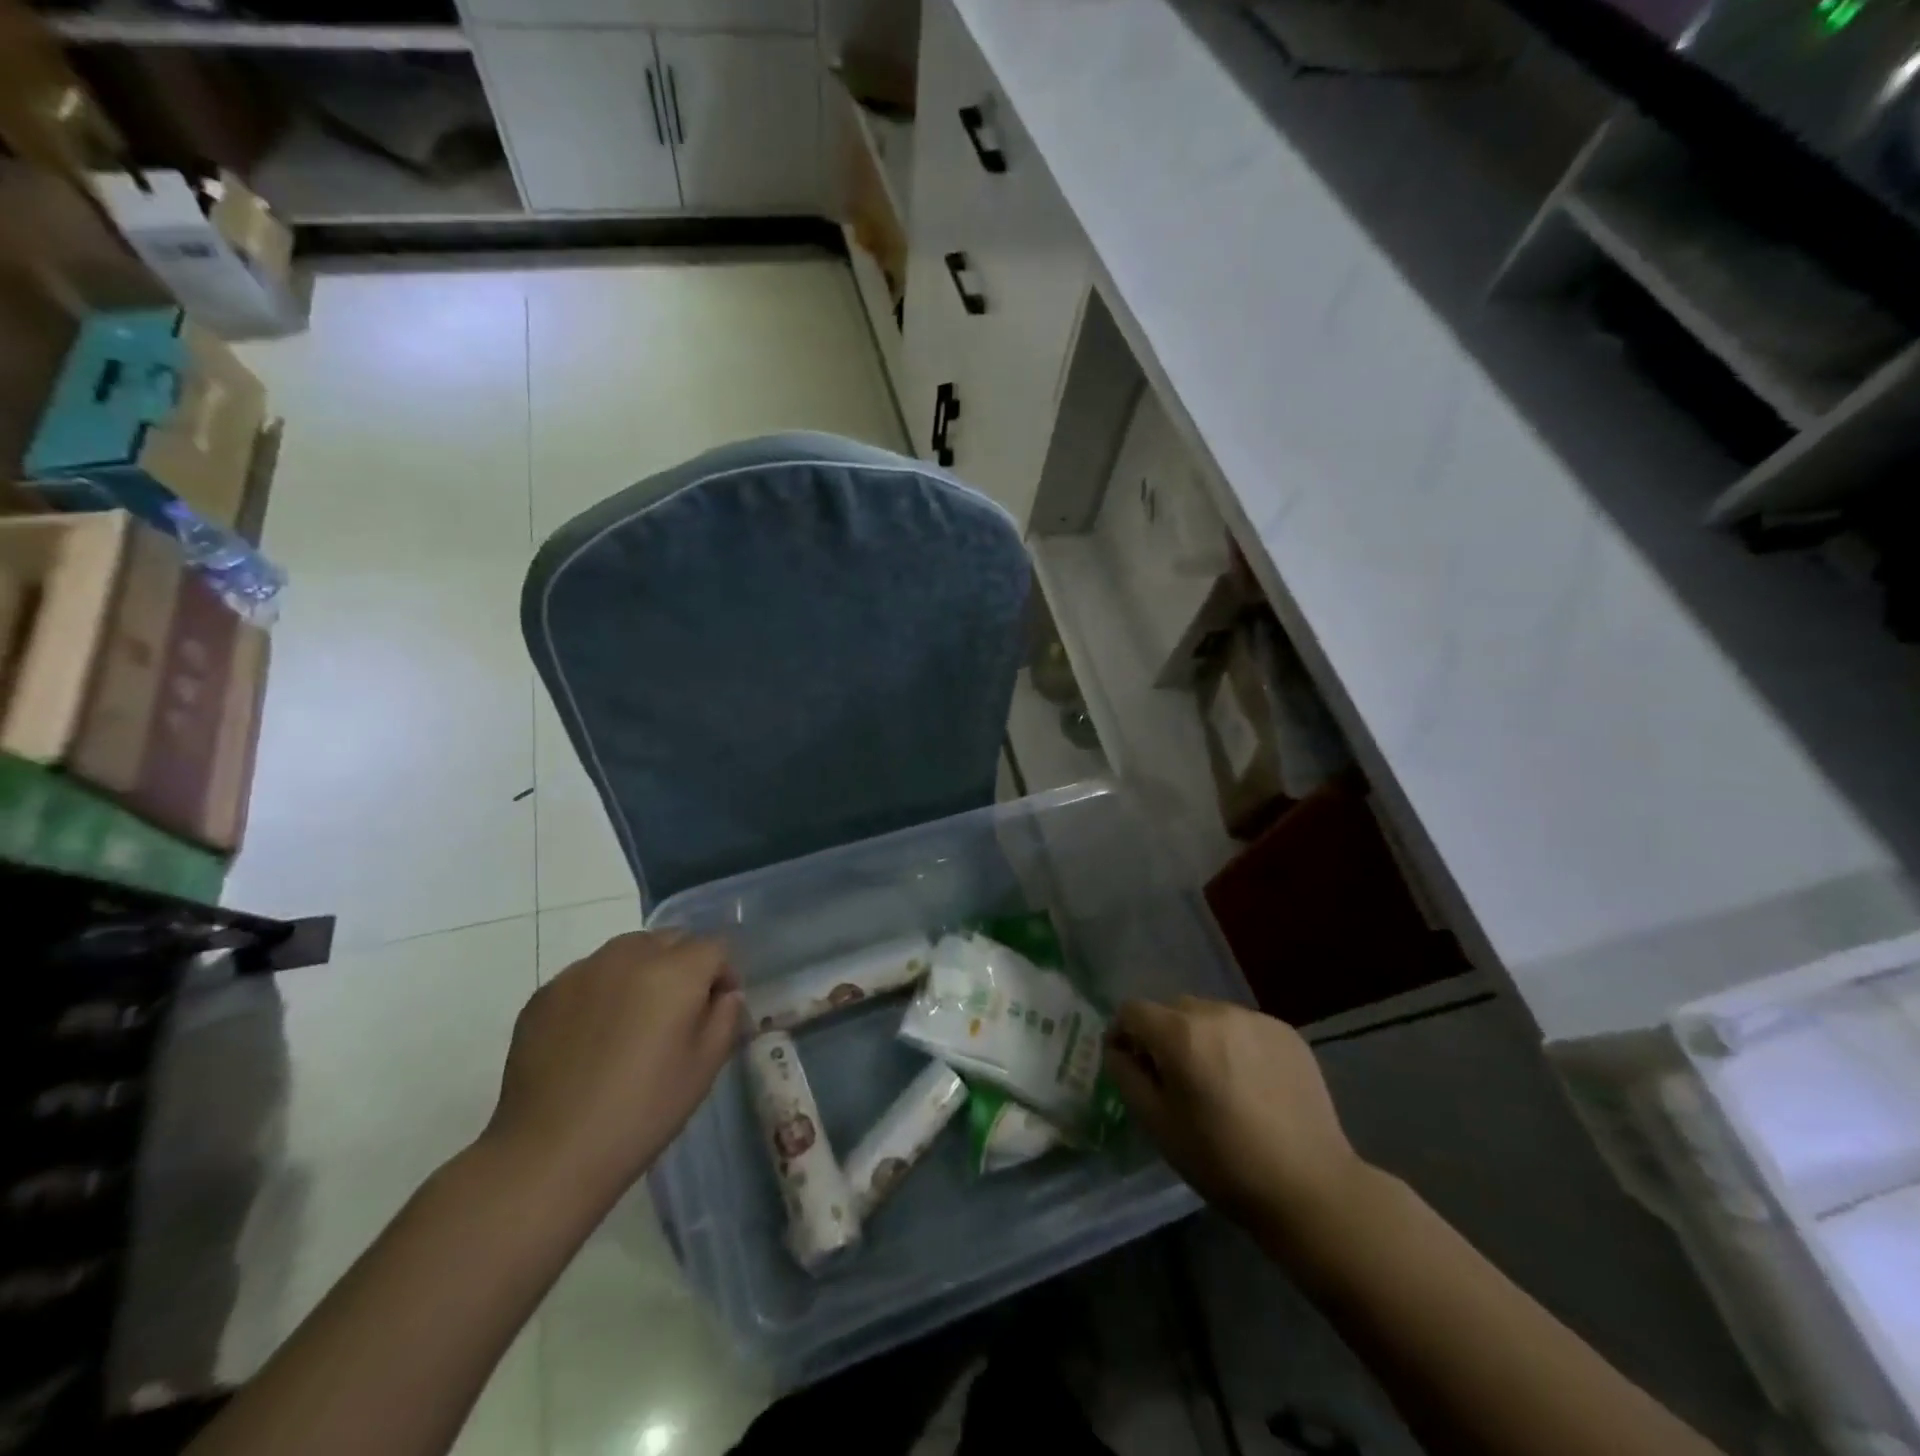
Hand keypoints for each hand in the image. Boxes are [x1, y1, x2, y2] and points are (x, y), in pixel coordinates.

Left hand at [483, 931, 743, 1207]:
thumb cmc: (641, 1112)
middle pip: (670, 939)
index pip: (713, 947)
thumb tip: (724, 994)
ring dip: (642, 970)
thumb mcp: (704, 1068)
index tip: (717, 1007)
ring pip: (627, 950)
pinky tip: (593, 1035)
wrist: (549, 1154)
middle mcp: (628, 957)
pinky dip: (602, 990)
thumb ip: (725, 1017)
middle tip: (677, 1012)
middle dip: (683, 964)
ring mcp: (581, 972)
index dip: (723, 974)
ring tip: (634, 1018)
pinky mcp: (545, 993)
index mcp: (675, 972)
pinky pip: (588, 974)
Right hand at [1104, 997, 1368, 1239]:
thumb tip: (1117, 1049)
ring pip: (1209, 1015)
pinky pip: (1243, 1026)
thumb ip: (1126, 1076)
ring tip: (1215, 1082)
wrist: (1310, 1188)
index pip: (1132, 1010)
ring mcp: (1256, 1019)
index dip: (1122, 1034)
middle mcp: (1216, 1012)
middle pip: (1171, 1009)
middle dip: (1162, 1036)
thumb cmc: (1222, 1162)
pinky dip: (1235, 1045)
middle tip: (1174, 1080)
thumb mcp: (1157, 1125)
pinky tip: (1250, 1084)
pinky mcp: (1286, 1032)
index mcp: (1180, 1033)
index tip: (1130, 1065)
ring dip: (1200, 1038)